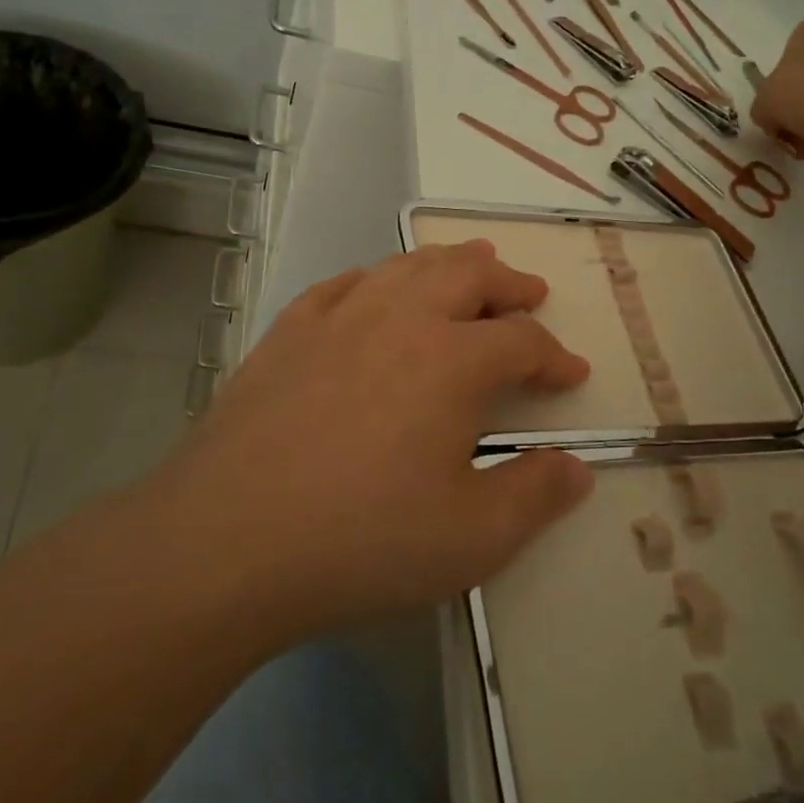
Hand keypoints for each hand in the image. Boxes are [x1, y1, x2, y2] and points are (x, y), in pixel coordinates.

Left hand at [162, 241, 593, 635]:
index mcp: (452, 361)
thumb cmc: (361, 539)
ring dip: (448, 263)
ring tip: (469, 266)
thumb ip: (534, 496)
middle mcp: (400, 319)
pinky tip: (376, 288)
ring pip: (406, 266)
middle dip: (508, 282)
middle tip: (530, 293)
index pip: (521, 341)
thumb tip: (576, 468)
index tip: (571, 373)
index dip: (553, 355)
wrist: (226, 539)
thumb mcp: (471, 538)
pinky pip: (343, 283)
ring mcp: (338, 318)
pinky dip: (376, 278)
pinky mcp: (288, 331)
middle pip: (467, 275)